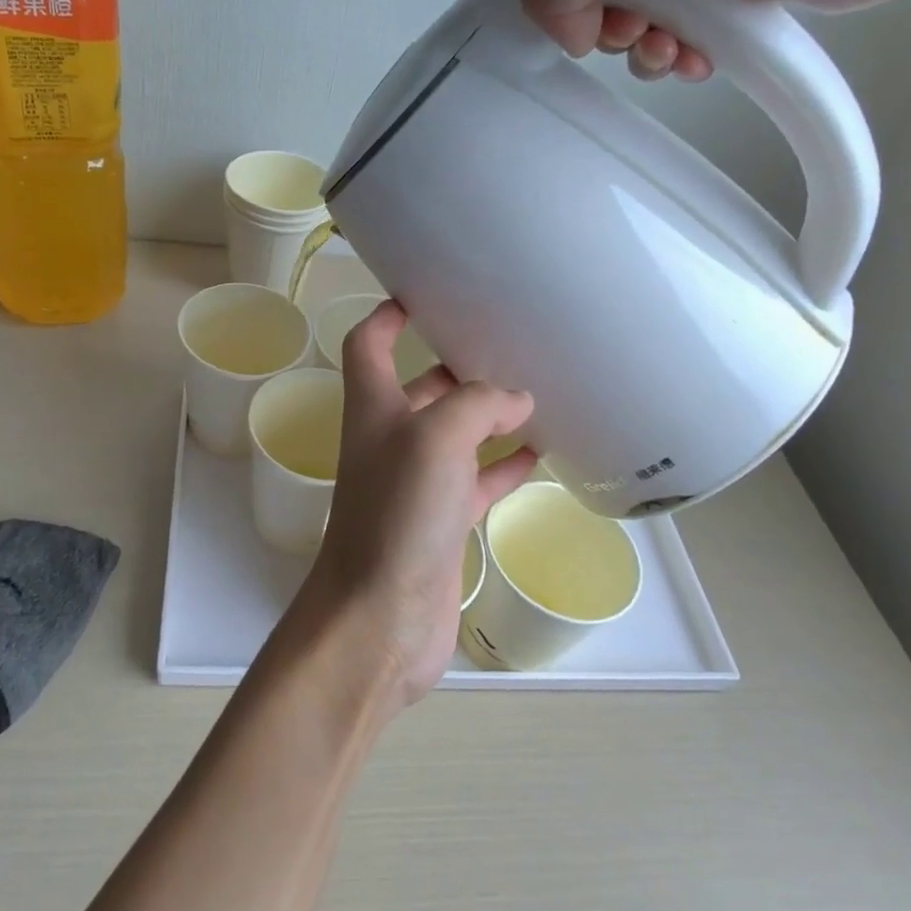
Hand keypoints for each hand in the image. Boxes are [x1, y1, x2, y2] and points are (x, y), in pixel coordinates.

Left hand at [290, 302, 536, 712]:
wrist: (380, 617)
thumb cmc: (398, 515)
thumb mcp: (436, 439)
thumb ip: (476, 405)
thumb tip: (516, 398)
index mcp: (374, 408)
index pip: (368, 344)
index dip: (387, 315)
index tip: (423, 293)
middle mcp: (391, 439)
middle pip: (420, 386)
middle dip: (455, 362)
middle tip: (507, 342)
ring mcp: (417, 483)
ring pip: (455, 434)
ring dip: (488, 414)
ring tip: (538, 390)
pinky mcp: (443, 522)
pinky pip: (478, 480)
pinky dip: (505, 464)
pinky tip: (543, 453)